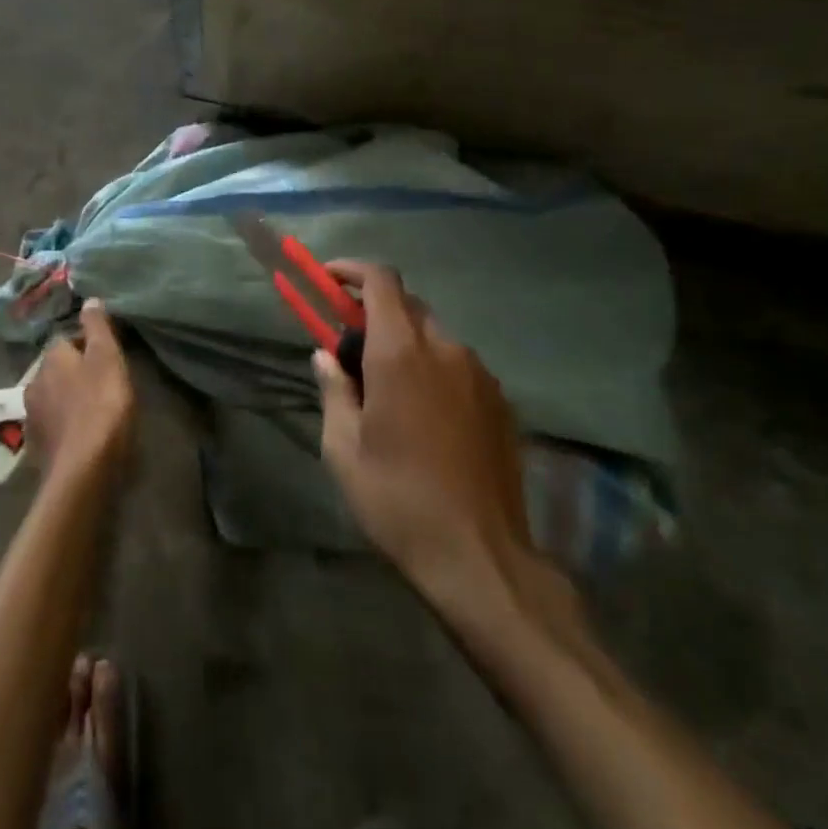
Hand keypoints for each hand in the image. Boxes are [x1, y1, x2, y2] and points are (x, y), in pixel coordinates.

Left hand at [24, 299, 134, 483]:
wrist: (83, 470)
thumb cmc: (101, 406)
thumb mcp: (107, 358)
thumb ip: (97, 327)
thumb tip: (89, 299)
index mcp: (51, 358)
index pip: (66, 340)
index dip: (87, 345)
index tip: (108, 357)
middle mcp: (34, 382)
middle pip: (57, 369)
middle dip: (75, 372)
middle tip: (104, 383)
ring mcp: (32, 415)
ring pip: (53, 396)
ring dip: (69, 399)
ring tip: (94, 410)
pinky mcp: (36, 445)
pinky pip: (52, 425)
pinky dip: (65, 425)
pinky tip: (81, 435)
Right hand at [315, 263, 534, 617]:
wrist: (481, 558)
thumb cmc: (397, 500)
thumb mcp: (343, 449)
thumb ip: (333, 390)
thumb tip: (325, 356)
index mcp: (401, 354)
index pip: (381, 281)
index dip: (352, 271)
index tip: (329, 282)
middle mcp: (445, 350)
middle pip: (409, 305)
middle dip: (375, 312)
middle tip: (350, 348)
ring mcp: (481, 375)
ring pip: (435, 336)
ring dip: (406, 343)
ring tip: (386, 391)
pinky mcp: (502, 402)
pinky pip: (459, 366)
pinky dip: (433, 369)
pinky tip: (424, 416)